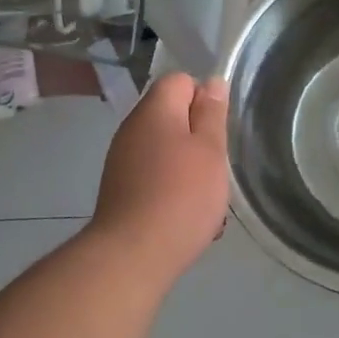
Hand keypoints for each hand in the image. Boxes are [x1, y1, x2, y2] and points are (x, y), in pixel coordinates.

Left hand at [87, 72, 230, 286]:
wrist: (131, 257)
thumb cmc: (181, 195)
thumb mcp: (210, 150)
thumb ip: (212, 113)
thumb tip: (211, 83)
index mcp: (154, 110)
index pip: (180, 81)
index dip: (204, 98)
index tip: (218, 129)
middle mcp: (133, 128)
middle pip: (173, 116)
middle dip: (199, 137)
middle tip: (217, 166)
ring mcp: (122, 160)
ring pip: (167, 149)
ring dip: (189, 167)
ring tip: (207, 200)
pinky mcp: (120, 190)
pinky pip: (154, 176)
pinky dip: (172, 189)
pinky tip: (187, 218)